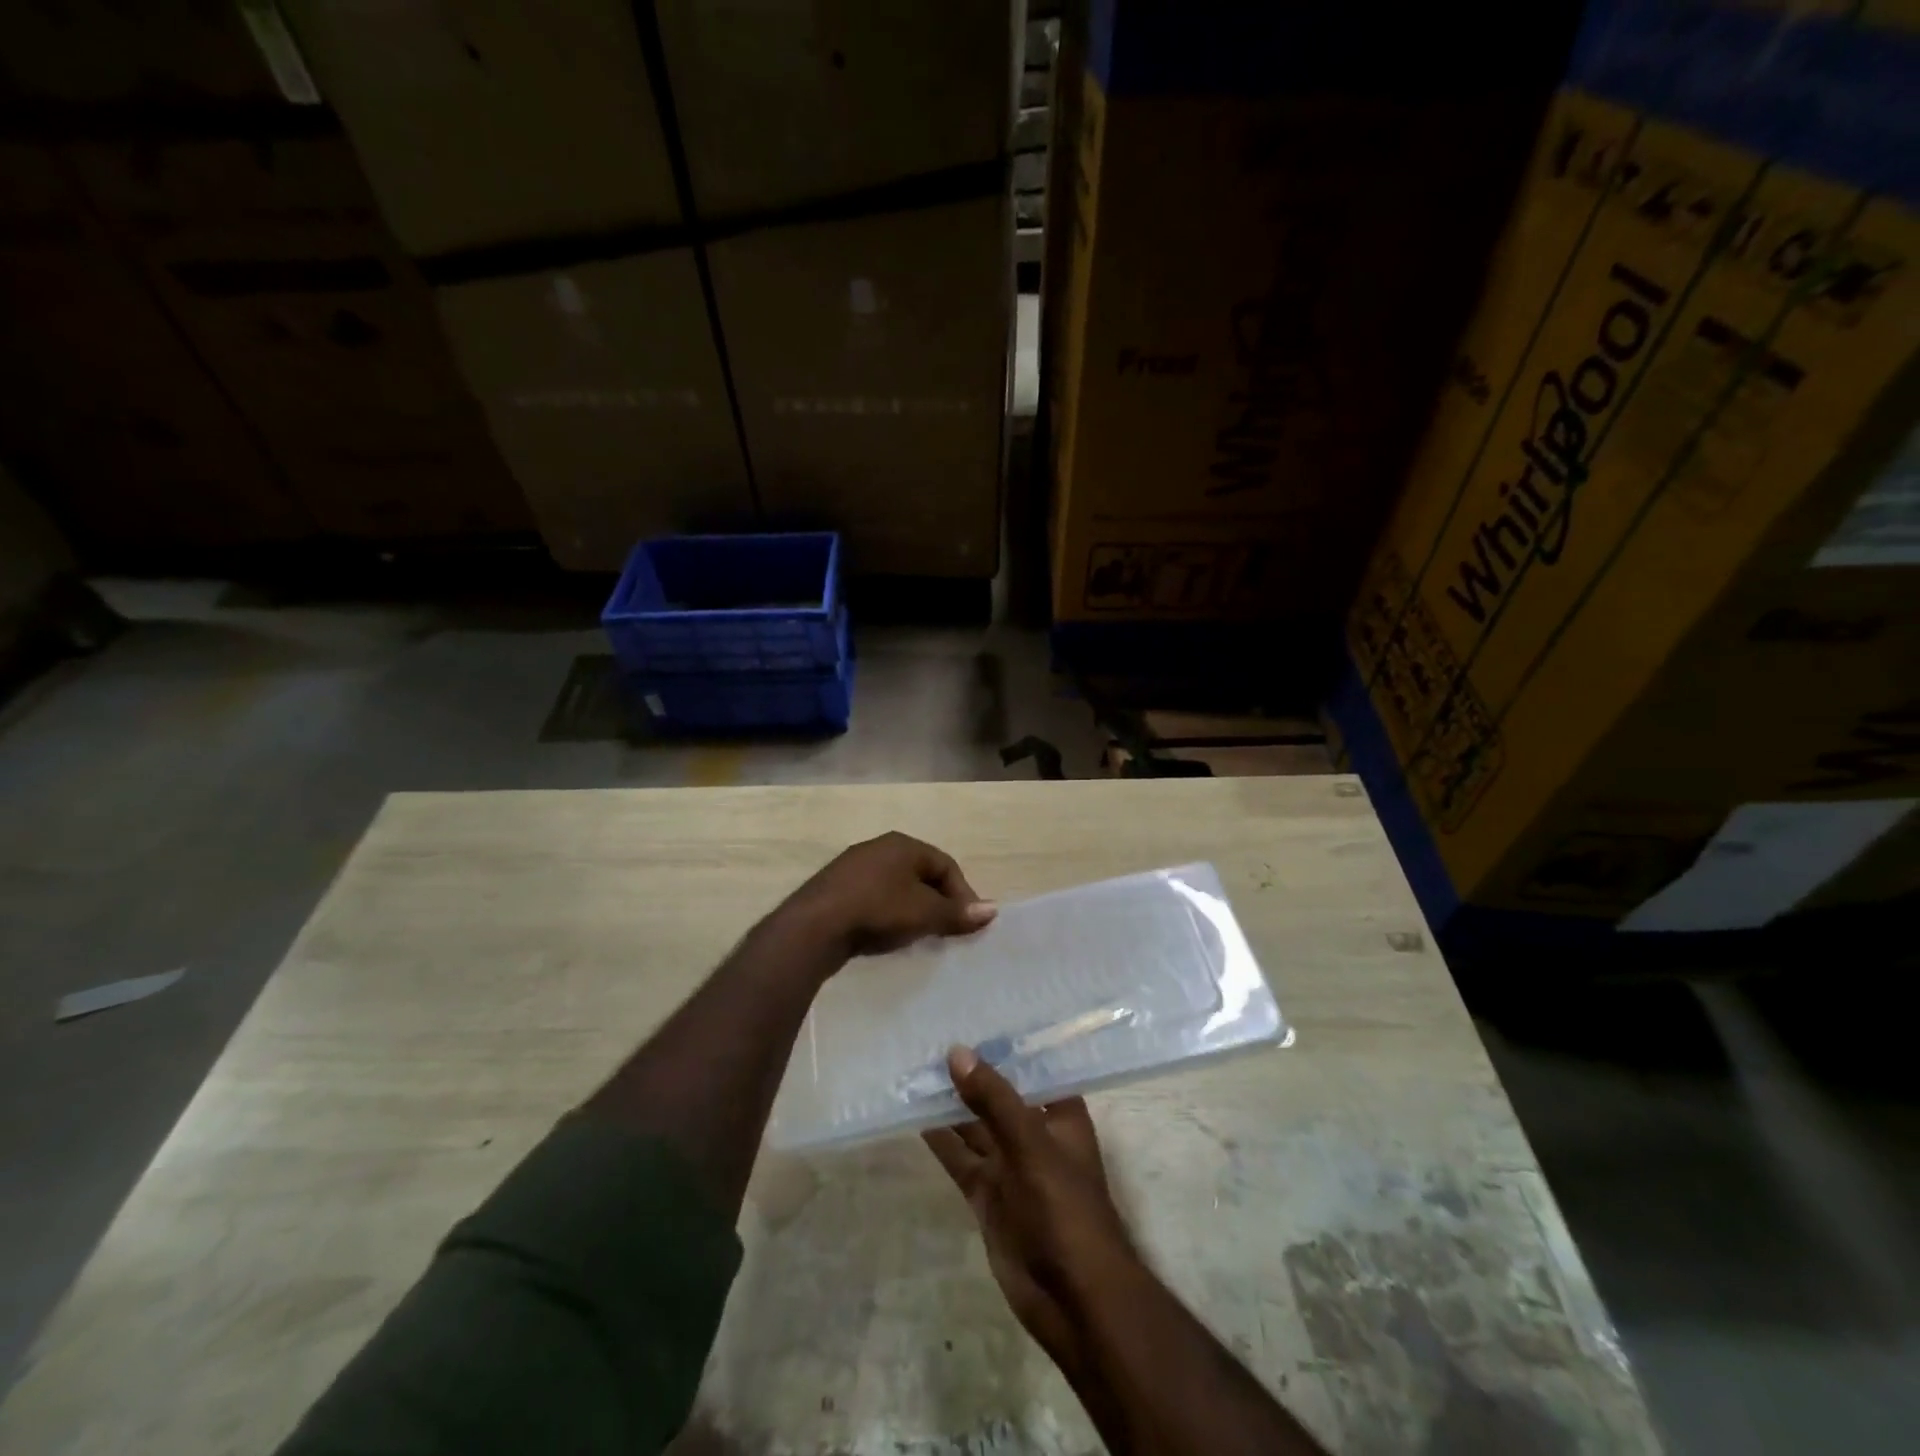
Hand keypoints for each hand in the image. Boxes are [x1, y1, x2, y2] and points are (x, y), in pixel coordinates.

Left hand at [782, 832, 995, 958]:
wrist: (814, 926)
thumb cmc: (878, 910)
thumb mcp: (924, 913)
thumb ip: (958, 912)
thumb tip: (993, 910)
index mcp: (903, 844)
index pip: (945, 864)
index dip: (963, 893)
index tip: (969, 923)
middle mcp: (878, 847)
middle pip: (920, 873)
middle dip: (938, 901)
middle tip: (946, 930)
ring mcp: (852, 867)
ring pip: (896, 885)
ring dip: (912, 908)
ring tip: (919, 935)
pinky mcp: (834, 888)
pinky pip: (873, 897)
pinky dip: (887, 913)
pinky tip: (886, 934)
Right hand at [924, 1048, 1135, 1376]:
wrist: (1072, 1298)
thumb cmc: (1064, 1208)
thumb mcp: (1030, 1144)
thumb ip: (993, 1099)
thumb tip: (957, 1052)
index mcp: (1060, 1114)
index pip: (1031, 1067)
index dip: (1004, 1044)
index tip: (972, 1014)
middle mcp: (1035, 1133)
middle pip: (998, 1095)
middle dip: (970, 1072)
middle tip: (931, 1036)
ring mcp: (1010, 1165)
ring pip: (975, 1125)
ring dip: (951, 1103)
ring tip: (916, 1068)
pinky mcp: (988, 1194)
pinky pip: (961, 1158)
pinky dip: (941, 1139)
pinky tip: (915, 1115)